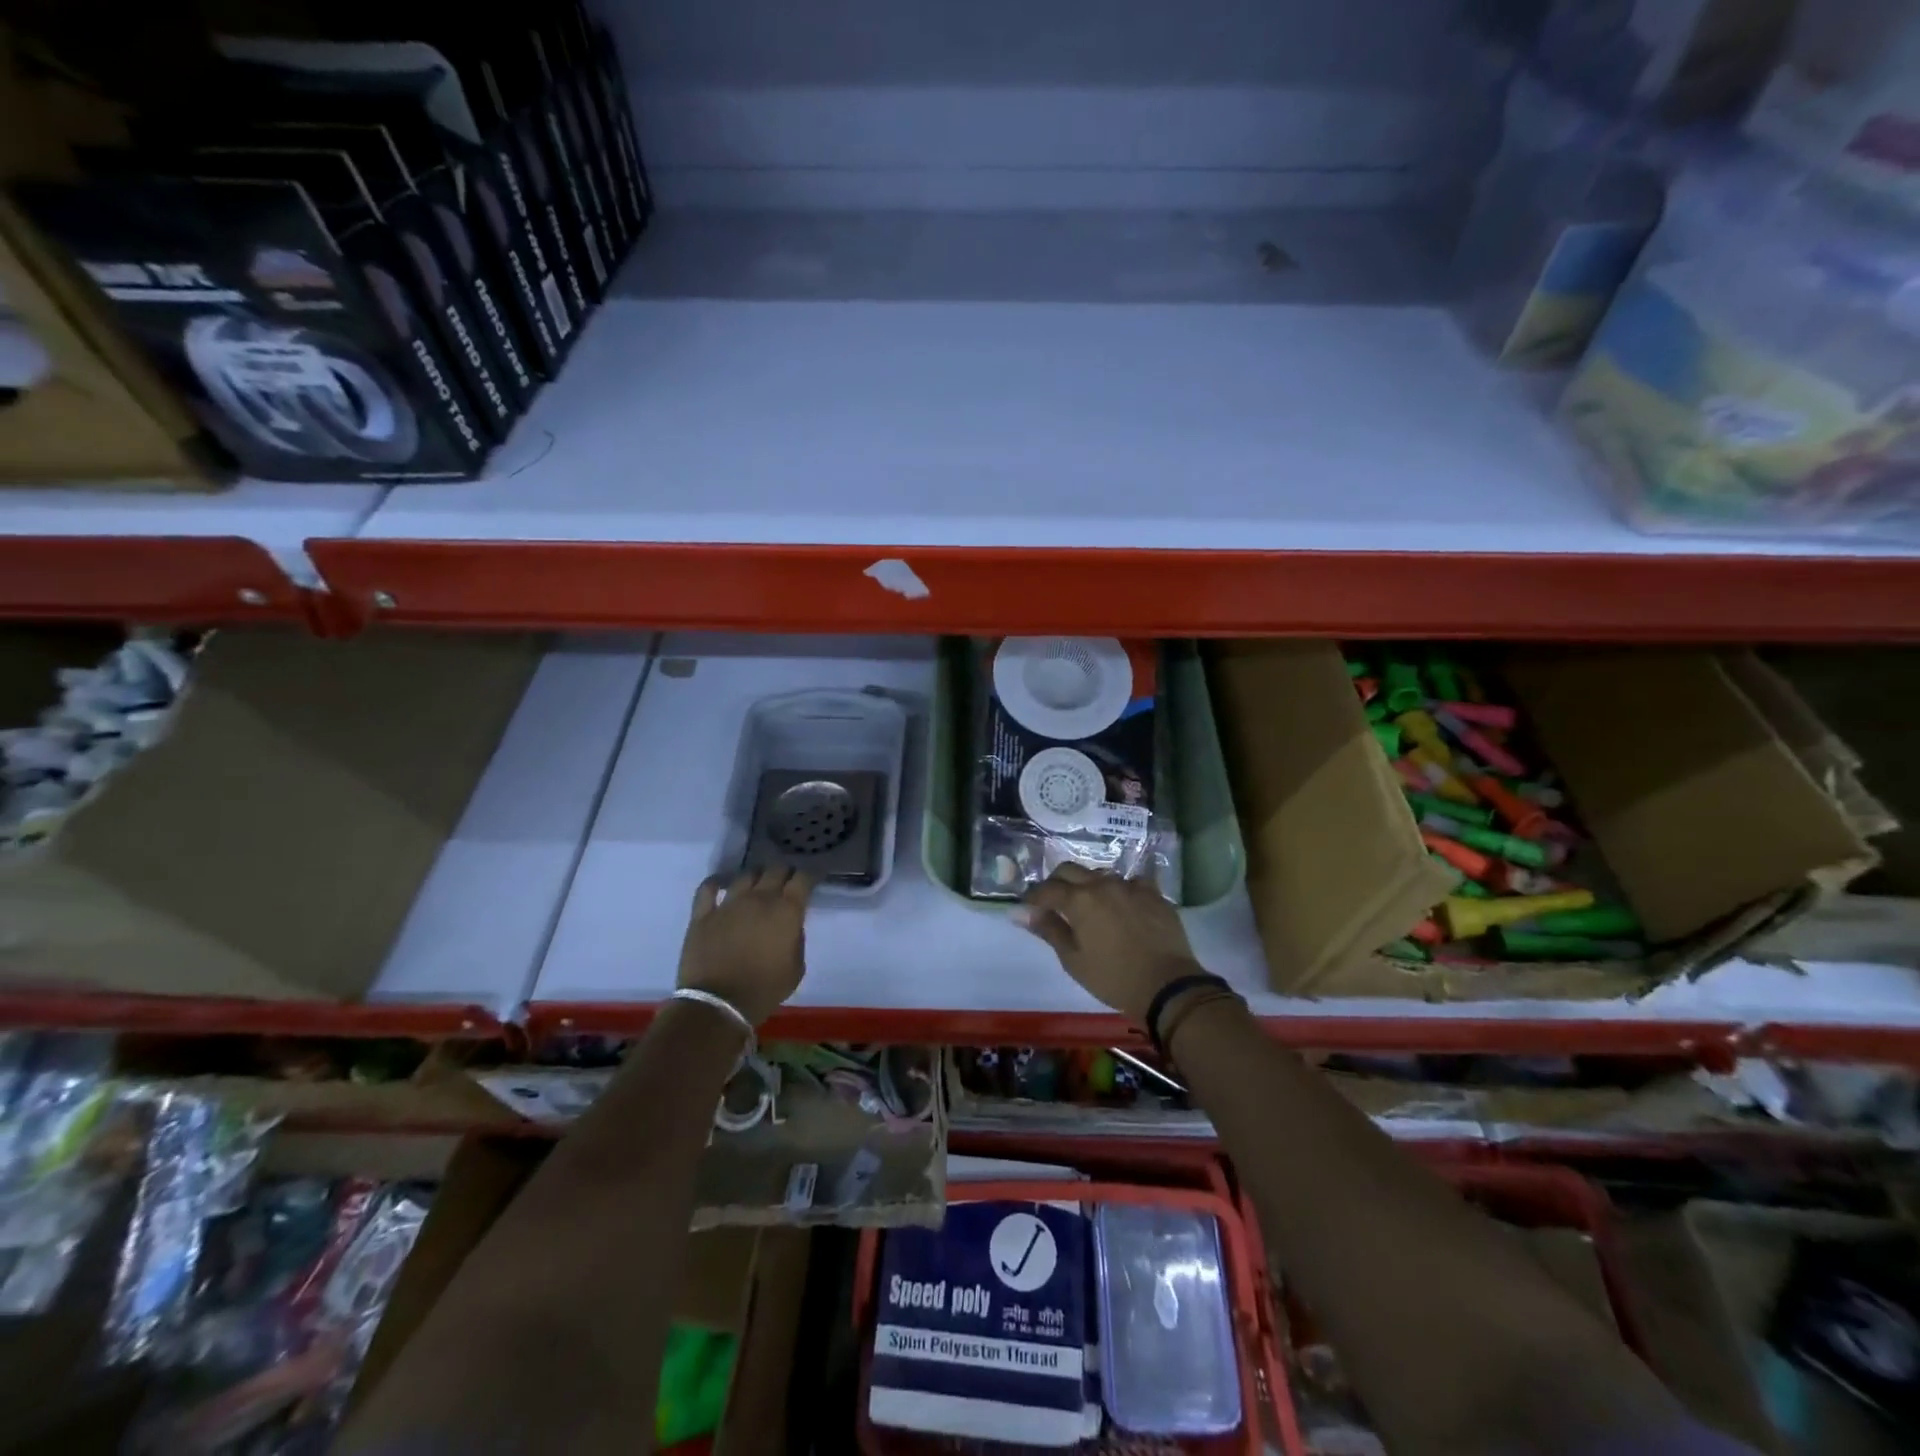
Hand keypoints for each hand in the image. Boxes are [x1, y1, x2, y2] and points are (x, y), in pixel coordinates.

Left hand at [678, 867, 814, 1026]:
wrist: (719, 1004)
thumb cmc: (764, 989)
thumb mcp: (796, 969)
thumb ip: (797, 940)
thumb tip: (790, 927)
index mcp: (787, 910)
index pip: (803, 878)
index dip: (810, 875)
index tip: (812, 879)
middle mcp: (760, 898)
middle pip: (775, 870)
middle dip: (785, 872)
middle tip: (787, 881)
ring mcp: (729, 903)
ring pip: (746, 874)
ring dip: (756, 875)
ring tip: (758, 882)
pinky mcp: (703, 913)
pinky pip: (708, 887)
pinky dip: (717, 882)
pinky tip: (722, 883)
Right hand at [1017, 864, 1203, 1023]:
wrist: (1167, 985)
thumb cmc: (1113, 978)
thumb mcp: (1073, 960)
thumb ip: (1048, 930)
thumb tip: (1021, 913)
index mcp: (1079, 900)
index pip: (1046, 889)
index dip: (1033, 898)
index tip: (1027, 909)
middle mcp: (1102, 884)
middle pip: (1070, 870)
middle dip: (1056, 883)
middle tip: (1053, 904)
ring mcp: (1131, 886)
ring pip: (1100, 873)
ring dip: (1088, 884)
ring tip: (1089, 906)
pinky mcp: (1153, 893)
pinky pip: (1131, 882)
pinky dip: (1121, 889)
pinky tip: (1123, 904)